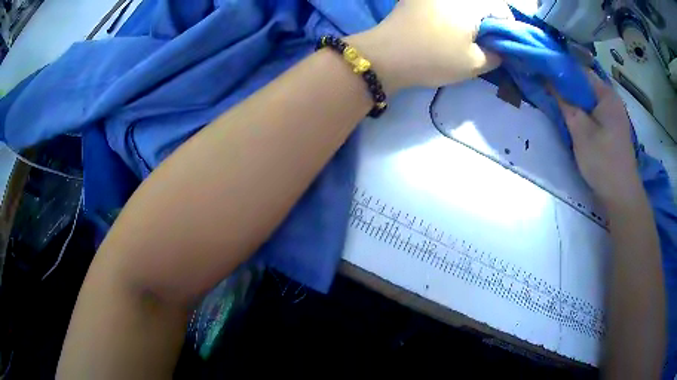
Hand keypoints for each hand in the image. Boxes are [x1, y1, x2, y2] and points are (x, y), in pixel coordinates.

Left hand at [347, 0, 510, 93]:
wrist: (386, 55)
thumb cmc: (433, 59)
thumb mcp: (474, 64)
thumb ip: (496, 55)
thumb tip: (500, 48)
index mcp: (470, 3)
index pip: (501, 9)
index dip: (506, 28)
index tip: (500, 44)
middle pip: (482, 3)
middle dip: (488, 21)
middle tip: (483, 41)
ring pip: (464, 3)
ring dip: (471, 16)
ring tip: (465, 35)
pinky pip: (446, 2)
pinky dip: (453, 12)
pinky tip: (447, 27)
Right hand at [552, 71, 643, 208]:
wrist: (622, 196)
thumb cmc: (603, 161)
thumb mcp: (580, 131)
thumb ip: (565, 104)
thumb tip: (549, 82)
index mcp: (606, 94)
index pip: (579, 70)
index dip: (560, 69)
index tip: (543, 72)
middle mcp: (612, 100)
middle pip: (585, 85)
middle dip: (567, 86)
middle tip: (547, 90)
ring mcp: (614, 115)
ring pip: (589, 100)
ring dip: (574, 101)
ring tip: (558, 104)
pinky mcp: (613, 129)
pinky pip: (594, 113)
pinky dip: (583, 113)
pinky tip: (574, 120)